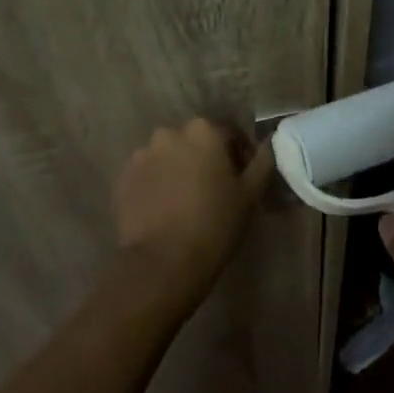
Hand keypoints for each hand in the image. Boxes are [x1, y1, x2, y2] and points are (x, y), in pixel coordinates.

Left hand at [112, 119, 270, 314]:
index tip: (242, 179)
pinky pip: (148, 173)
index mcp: (204, 131)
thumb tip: (270, 142)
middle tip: (215, 190)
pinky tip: (165, 209)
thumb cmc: (215, 224)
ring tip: (186, 201)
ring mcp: (142, 154)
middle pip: (195, 141)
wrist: (163, 262)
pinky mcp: (123, 177)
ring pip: (169, 156)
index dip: (239, 155)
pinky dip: (158, 183)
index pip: (229, 133)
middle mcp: (170, 133)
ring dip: (179, 169)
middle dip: (206, 159)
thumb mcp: (250, 193)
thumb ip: (263, 161)